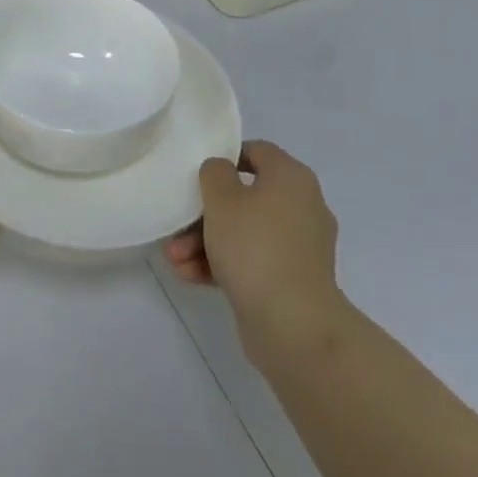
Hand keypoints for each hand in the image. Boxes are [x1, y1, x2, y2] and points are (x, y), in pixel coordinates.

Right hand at [164, 141, 345, 359]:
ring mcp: (300, 247)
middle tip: (177, 227)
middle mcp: (302, 206)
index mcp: (292, 178)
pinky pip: (253, 262)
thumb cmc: (255, 246)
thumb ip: (214, 172)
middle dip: (205, 214)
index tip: (198, 175)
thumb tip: (221, 172)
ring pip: (245, 233)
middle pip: (246, 197)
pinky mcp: (293, 281)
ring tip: (175, 259)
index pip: (257, 151)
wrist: (294, 325)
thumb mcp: (222, 198)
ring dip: (206, 242)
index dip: (225, 157)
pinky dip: (223, 265)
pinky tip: (190, 276)